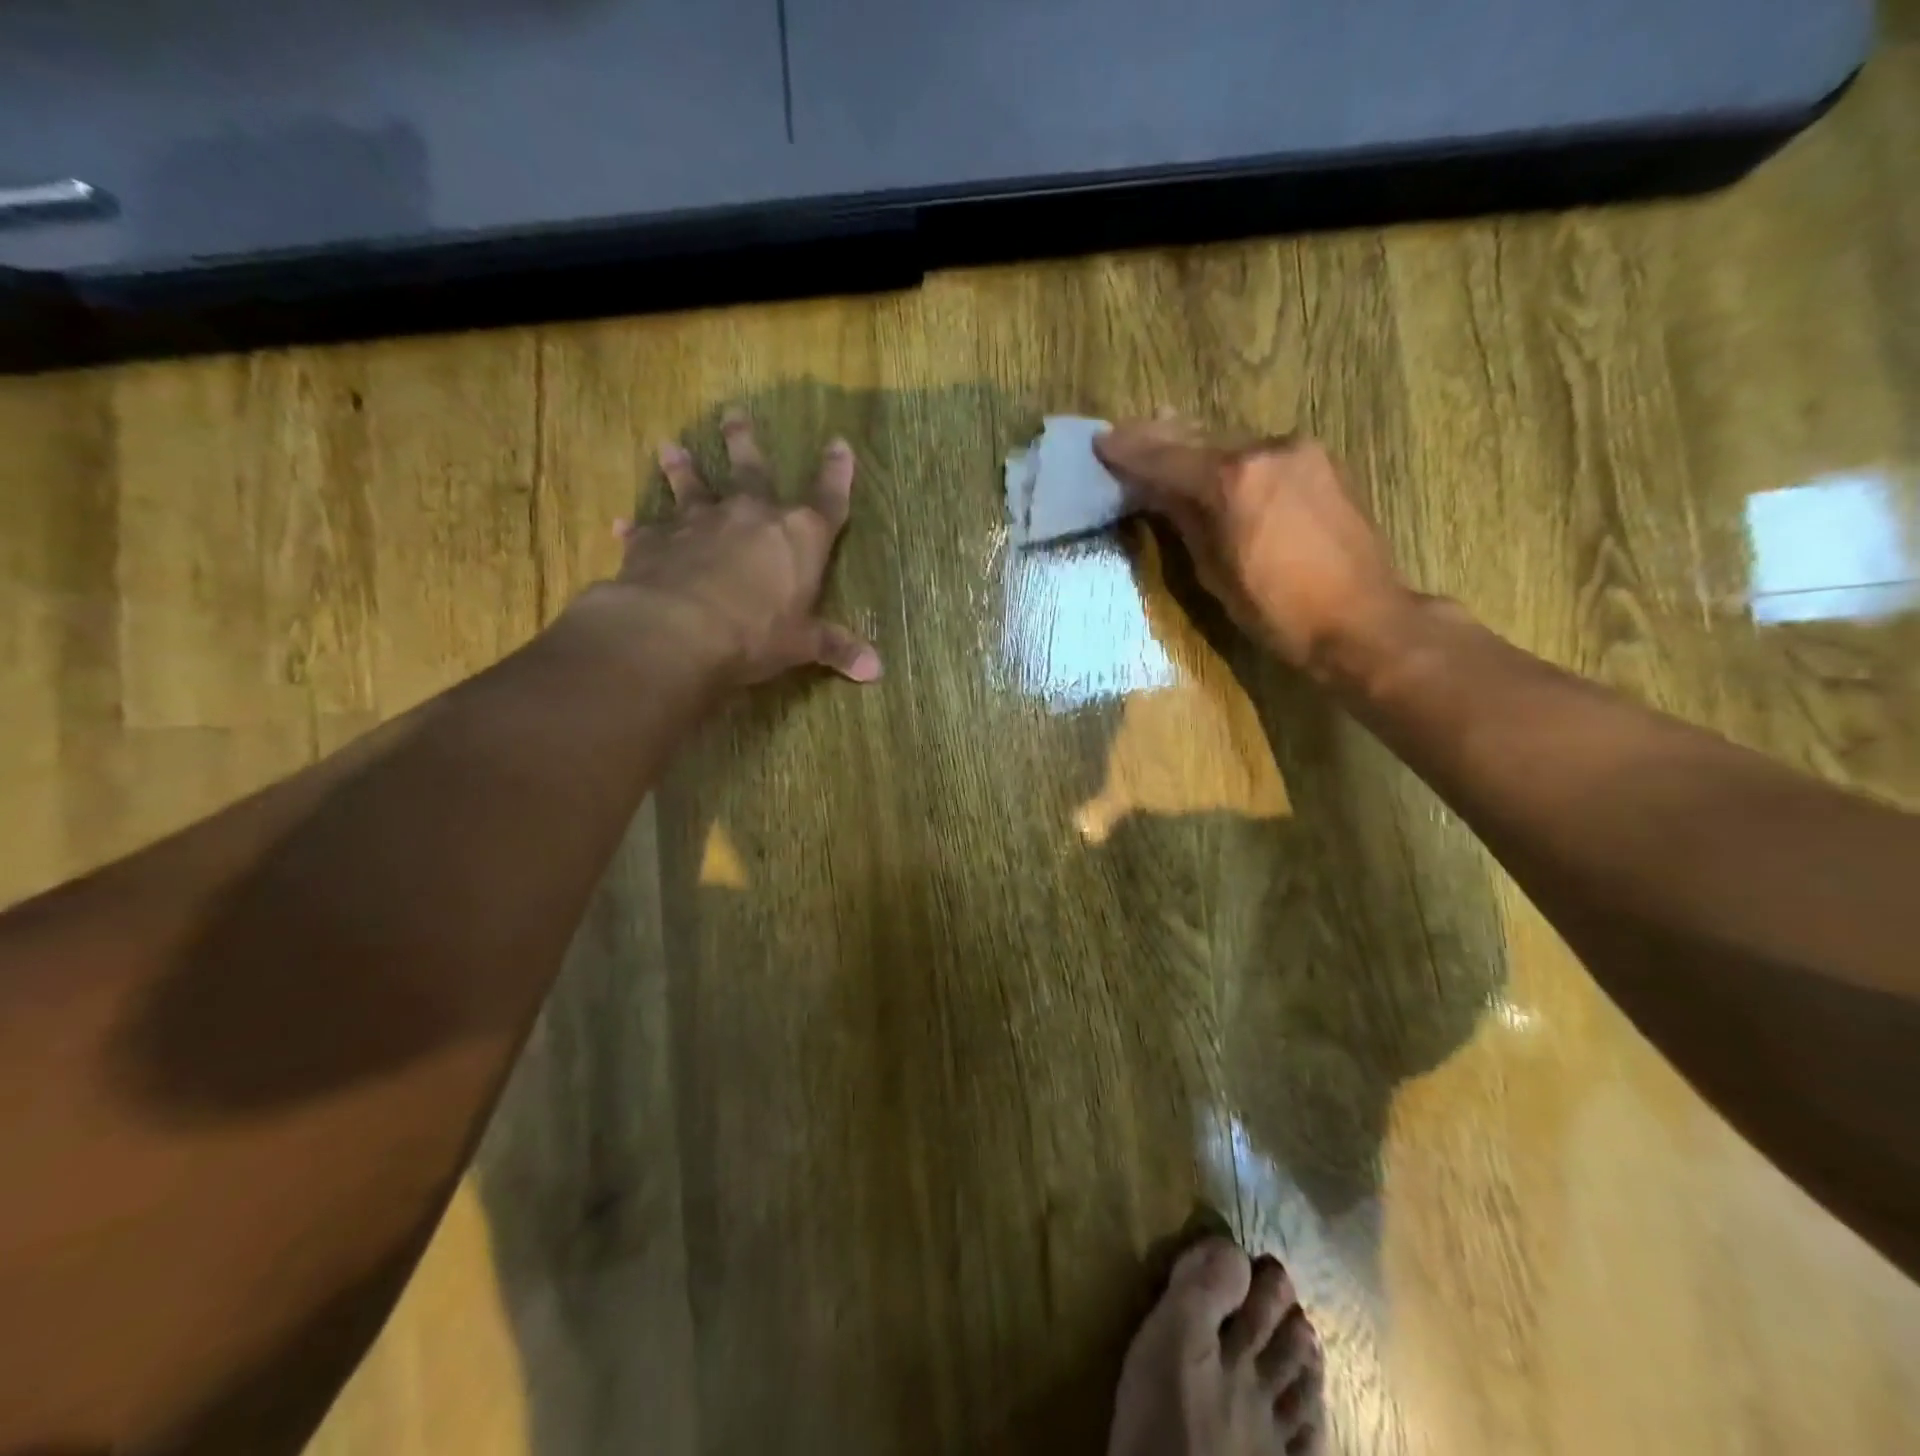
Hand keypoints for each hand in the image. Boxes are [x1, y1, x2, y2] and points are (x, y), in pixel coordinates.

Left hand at [590, 411, 881, 687]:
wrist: (680, 630)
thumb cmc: (756, 632)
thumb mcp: (802, 644)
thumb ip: (836, 647)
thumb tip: (877, 670)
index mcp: (798, 536)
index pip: (828, 498)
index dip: (837, 473)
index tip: (839, 444)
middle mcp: (750, 515)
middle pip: (752, 469)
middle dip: (745, 442)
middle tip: (734, 414)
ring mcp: (700, 522)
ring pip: (692, 485)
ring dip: (683, 467)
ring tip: (671, 446)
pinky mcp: (656, 540)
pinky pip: (646, 529)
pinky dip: (636, 528)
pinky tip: (621, 524)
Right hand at [1093, 417, 1414, 680]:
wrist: (1362, 618)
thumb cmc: (1278, 611)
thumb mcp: (1215, 572)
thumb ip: (1184, 521)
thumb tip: (1157, 493)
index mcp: (1233, 480)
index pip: (1167, 458)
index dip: (1130, 452)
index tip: (1100, 443)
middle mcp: (1265, 450)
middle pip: (1198, 437)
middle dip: (1156, 436)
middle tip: (1122, 433)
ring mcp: (1298, 451)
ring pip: (1230, 439)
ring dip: (1192, 442)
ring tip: (1159, 436)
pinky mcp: (1319, 462)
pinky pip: (1259, 450)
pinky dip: (1227, 453)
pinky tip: (1211, 459)